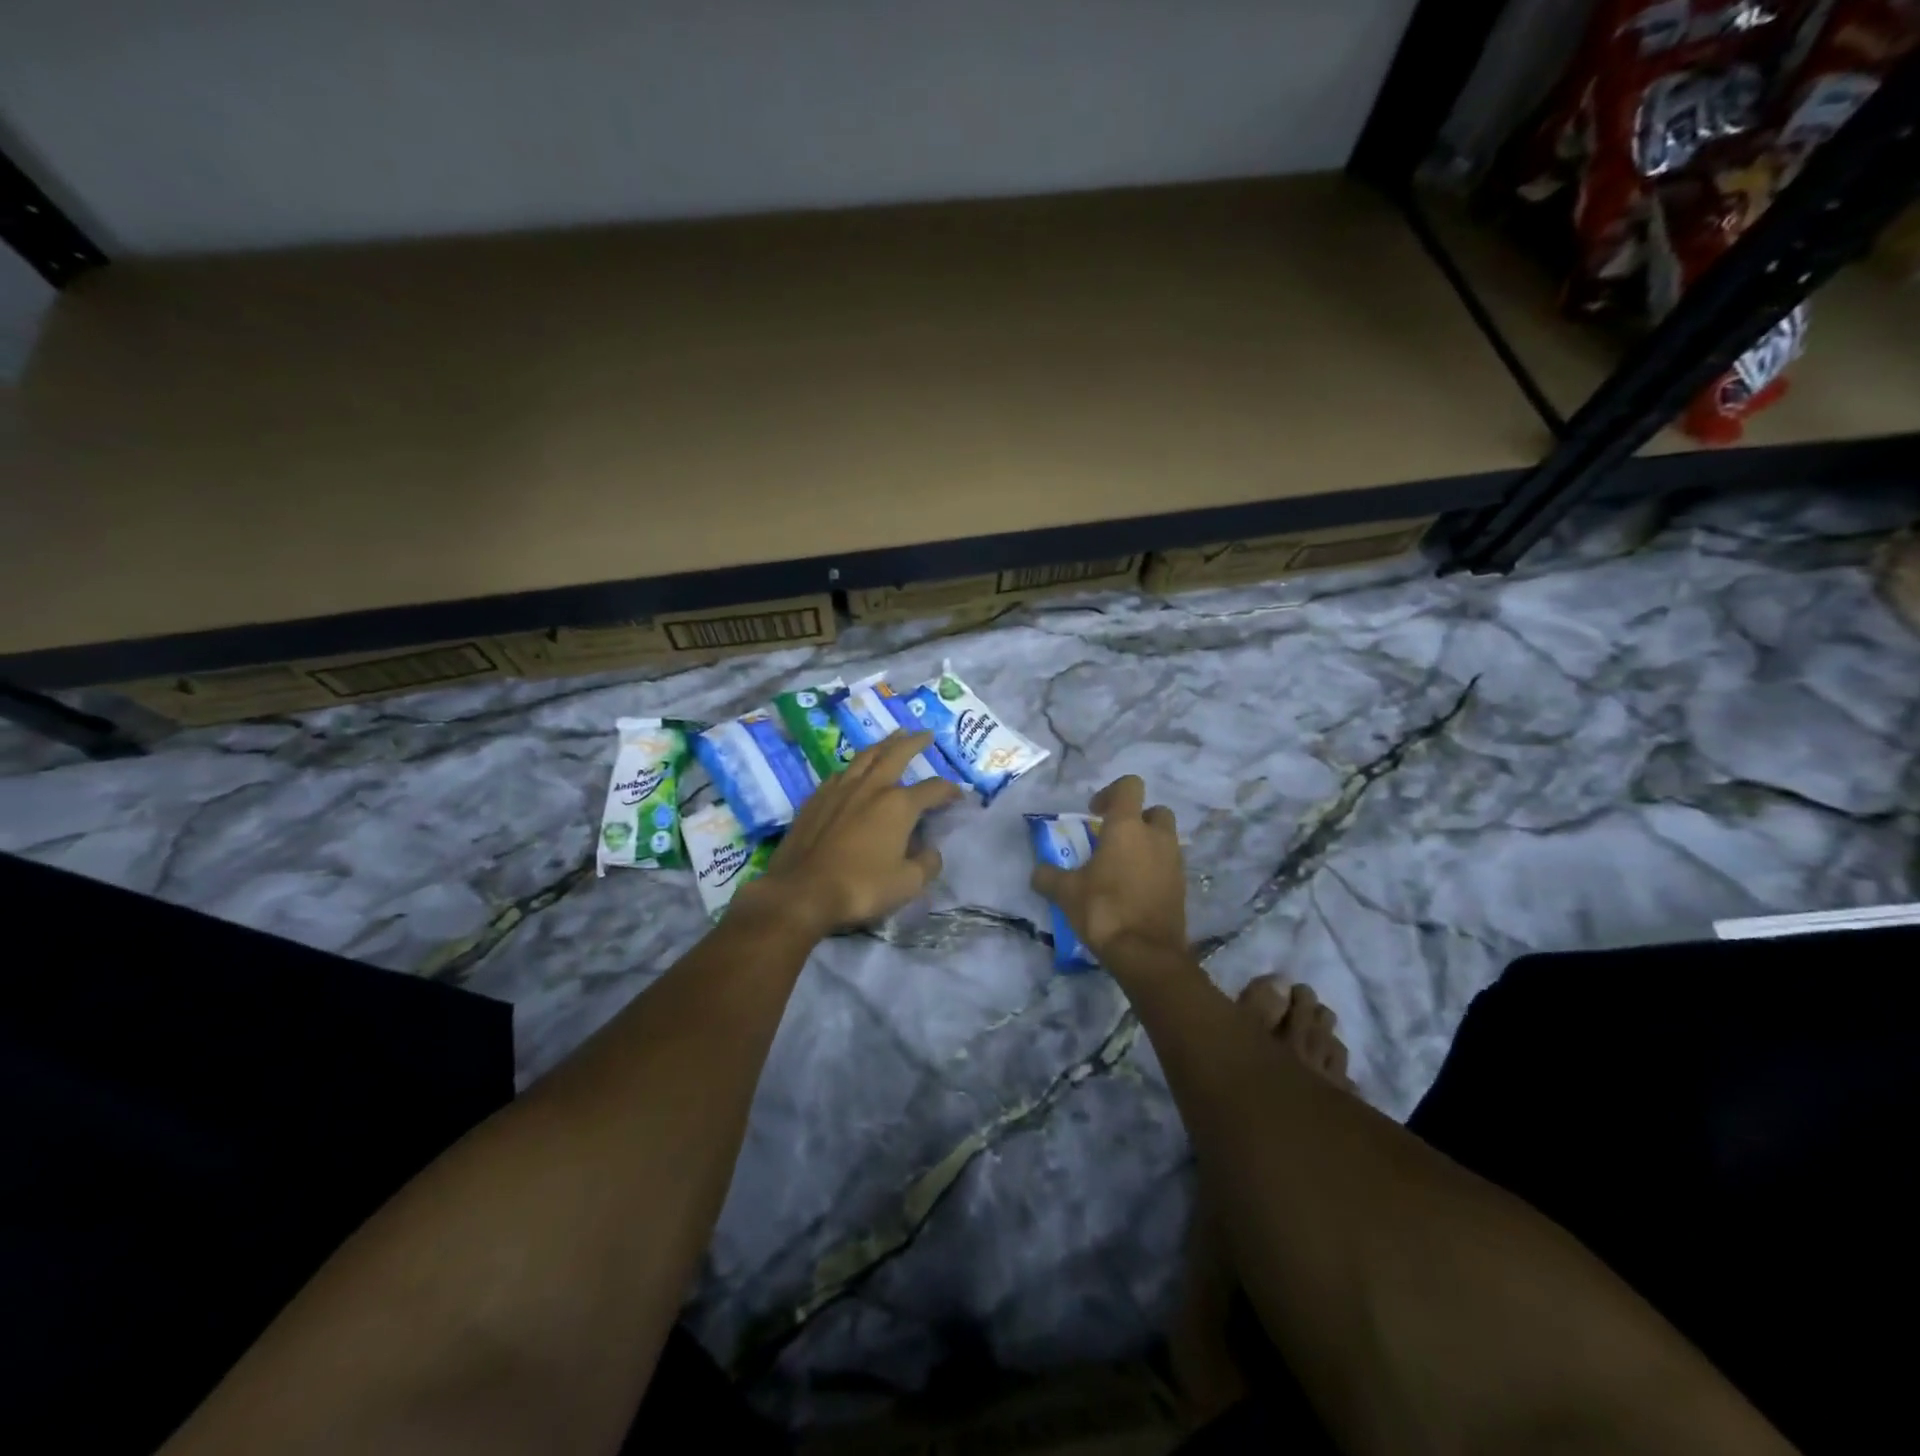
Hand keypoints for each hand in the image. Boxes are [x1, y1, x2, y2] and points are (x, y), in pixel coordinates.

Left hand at [741, 731, 963, 935]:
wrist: (801, 892)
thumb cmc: (860, 887)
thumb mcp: (907, 884)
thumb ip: (927, 863)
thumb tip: (931, 850)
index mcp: (898, 805)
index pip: (933, 789)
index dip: (950, 790)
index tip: (959, 795)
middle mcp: (871, 787)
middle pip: (896, 754)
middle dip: (914, 743)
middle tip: (925, 734)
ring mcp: (839, 790)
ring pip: (865, 757)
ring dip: (883, 744)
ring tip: (893, 738)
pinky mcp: (815, 800)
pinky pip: (840, 773)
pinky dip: (854, 766)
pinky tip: (854, 770)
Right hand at [1031, 775, 1186, 965]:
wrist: (1146, 954)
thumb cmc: (1104, 910)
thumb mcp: (1066, 892)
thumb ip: (1049, 877)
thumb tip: (1038, 872)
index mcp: (1127, 827)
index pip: (1130, 786)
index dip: (1111, 793)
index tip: (1094, 813)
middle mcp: (1156, 837)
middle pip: (1155, 811)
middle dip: (1137, 819)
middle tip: (1114, 839)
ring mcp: (1174, 862)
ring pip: (1165, 839)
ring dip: (1147, 845)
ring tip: (1122, 867)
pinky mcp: (1182, 887)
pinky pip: (1169, 866)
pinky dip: (1155, 870)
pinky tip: (1134, 890)